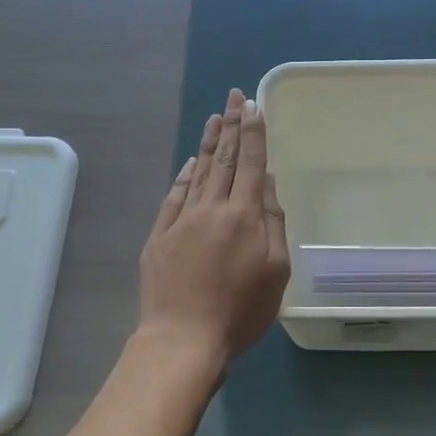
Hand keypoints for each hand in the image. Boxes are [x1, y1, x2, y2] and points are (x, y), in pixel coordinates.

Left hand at [137, 89, 290, 373]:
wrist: (182, 339)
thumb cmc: (240, 311)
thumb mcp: (275, 271)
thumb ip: (273, 222)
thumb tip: (267, 182)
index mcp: (243, 215)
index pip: (251, 163)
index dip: (254, 132)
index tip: (254, 104)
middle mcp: (211, 208)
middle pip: (224, 159)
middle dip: (232, 125)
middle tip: (235, 96)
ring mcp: (181, 220)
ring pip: (198, 172)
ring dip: (209, 143)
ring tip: (216, 117)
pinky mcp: (159, 236)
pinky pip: (174, 196)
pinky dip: (184, 176)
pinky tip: (190, 162)